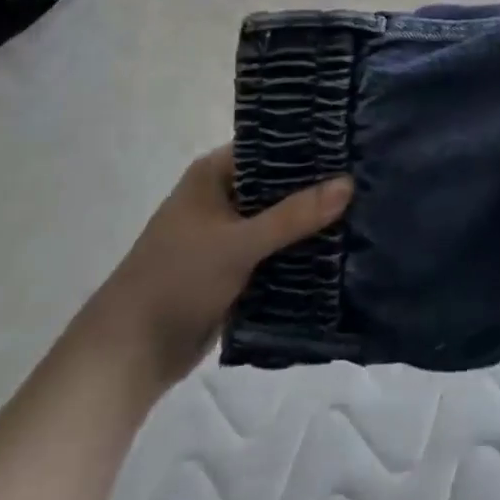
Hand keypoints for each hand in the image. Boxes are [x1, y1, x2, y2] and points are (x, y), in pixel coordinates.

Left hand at [78, 147, 350, 387]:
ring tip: (367, 208)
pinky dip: (301, 250)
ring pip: (282, 218)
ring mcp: (229, 233)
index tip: (353, 142)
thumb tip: (349, 183)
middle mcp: (223, 196)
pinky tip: (342, 247)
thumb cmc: (176, 281)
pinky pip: (277, 249)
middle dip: (318, 185)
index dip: (310, 144)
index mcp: (214, 174)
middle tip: (370, 175)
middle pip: (281, 182)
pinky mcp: (236, 267)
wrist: (129, 357)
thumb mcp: (238, 243)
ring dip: (313, 220)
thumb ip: (294, 215)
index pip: (272, 145)